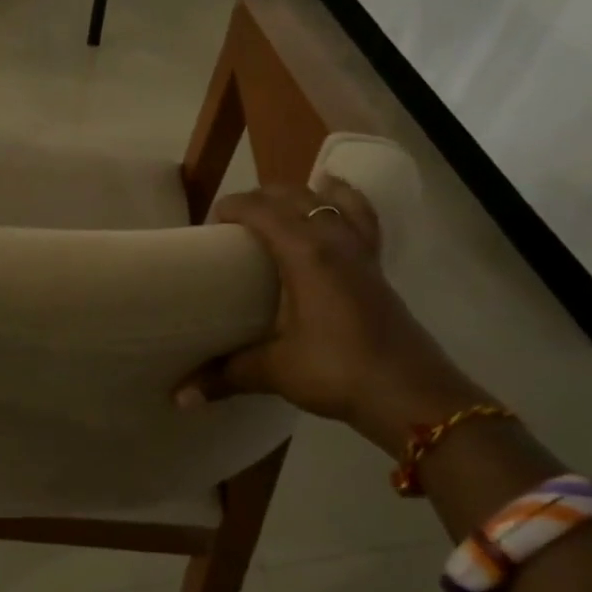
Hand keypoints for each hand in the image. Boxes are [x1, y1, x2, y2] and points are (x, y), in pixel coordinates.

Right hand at [175, 181, 492, 455]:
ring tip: (288, 200)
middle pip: (297, 197)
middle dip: (263, 198)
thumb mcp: (275, 371)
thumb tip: (179, 397)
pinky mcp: (378, 269)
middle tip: (237, 221)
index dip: (234, 207)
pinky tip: (338, 213)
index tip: (211, 221)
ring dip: (307, 194)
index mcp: (305, 254)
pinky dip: (346, 205)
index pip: (263, 211)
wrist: (411, 394)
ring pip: (335, 200)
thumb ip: (226, 375)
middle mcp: (334, 241)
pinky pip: (361, 220)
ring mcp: (362, 253)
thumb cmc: (338, 372)